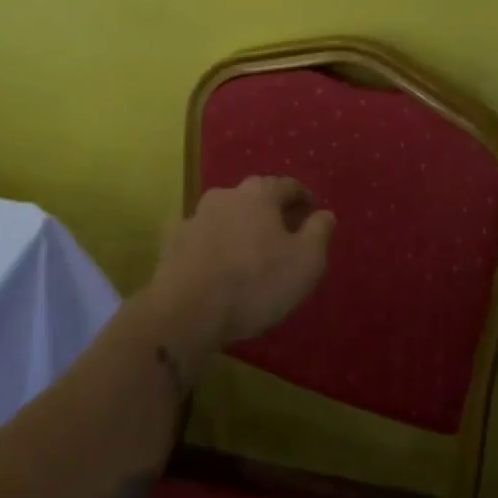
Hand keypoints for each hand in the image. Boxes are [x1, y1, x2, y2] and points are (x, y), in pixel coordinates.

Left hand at [148, 176, 333, 355]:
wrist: (186, 312)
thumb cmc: (255, 283)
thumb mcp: (305, 263)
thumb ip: (319, 233)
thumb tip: (325, 214)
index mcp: (260, 194)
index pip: (288, 185)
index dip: (303, 199)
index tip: (312, 215)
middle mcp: (226, 195)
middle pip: (255, 196)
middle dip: (271, 211)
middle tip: (283, 234)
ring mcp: (195, 216)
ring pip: (226, 214)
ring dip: (239, 226)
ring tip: (249, 251)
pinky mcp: (172, 241)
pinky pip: (201, 236)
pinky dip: (212, 243)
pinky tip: (216, 263)